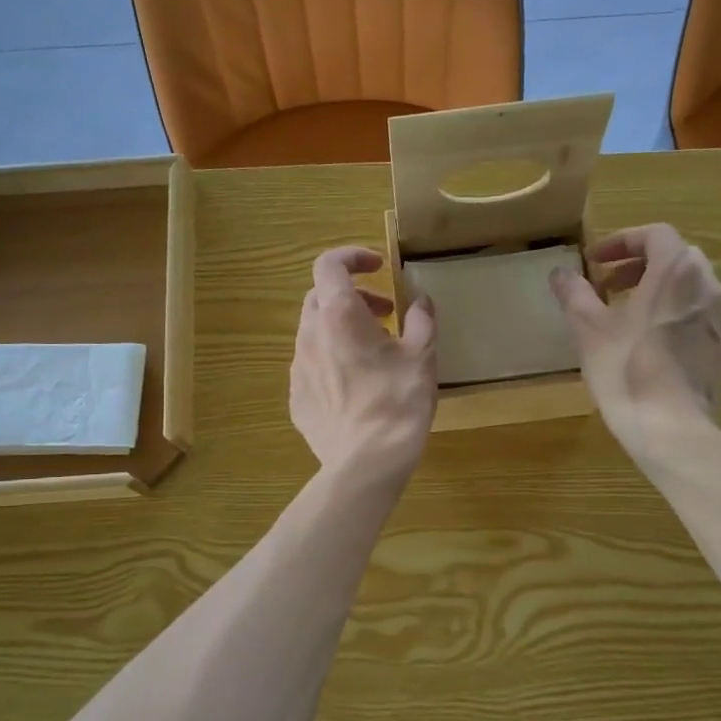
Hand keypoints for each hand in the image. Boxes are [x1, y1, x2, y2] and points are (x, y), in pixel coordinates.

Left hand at [291, 247, 437, 485]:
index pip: (329, 264)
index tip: (377, 266)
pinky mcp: (297, 398)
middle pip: (321, 297)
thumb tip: (421, 301)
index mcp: (339, 316)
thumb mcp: (423, 357)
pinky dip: (332, 360)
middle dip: (353, 296)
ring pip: (315, 332)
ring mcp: (298, 369)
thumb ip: (422, 320)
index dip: (352, 256)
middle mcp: (310, 335)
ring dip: (342, 329)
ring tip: (374, 353)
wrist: (366, 464)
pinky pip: (312, 366)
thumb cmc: (398, 403)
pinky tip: (357, 386)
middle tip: (385, 315)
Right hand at [549, 224, 720, 464]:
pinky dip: (673, 316)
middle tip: (609, 285)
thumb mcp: (589, 330)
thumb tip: (560, 273)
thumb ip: (575, 294)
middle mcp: (708, 287)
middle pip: (676, 258)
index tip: (595, 261)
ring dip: (658, 291)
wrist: (672, 429)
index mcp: (676, 272)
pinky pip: (698, 318)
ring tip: (627, 315)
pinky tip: (650, 346)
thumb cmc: (627, 370)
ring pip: (690, 288)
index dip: (622, 241)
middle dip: (640, 265)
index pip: (655, 235)